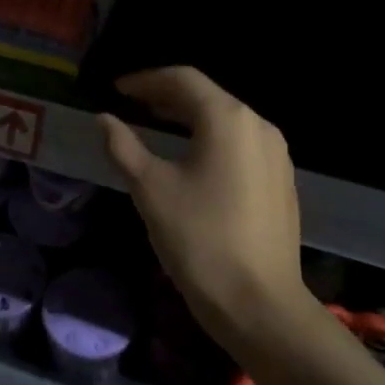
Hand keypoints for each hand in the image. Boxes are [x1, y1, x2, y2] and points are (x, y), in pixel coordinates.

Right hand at [99, 67, 305, 344]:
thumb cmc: (200, 240)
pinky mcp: (281, 179)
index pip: (182, 79)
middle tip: (131, 105)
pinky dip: (210, 138)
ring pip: (225, 119)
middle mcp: (258, 125)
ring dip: (188, 117)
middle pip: (206, 96)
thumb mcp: (151, 189)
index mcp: (228, 118)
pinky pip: (240, 142)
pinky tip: (190, 157)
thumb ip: (123, 146)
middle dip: (166, 96)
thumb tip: (104, 119)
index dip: (145, 80)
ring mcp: (276, 153)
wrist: (261, 305)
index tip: (117, 90)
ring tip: (155, 126)